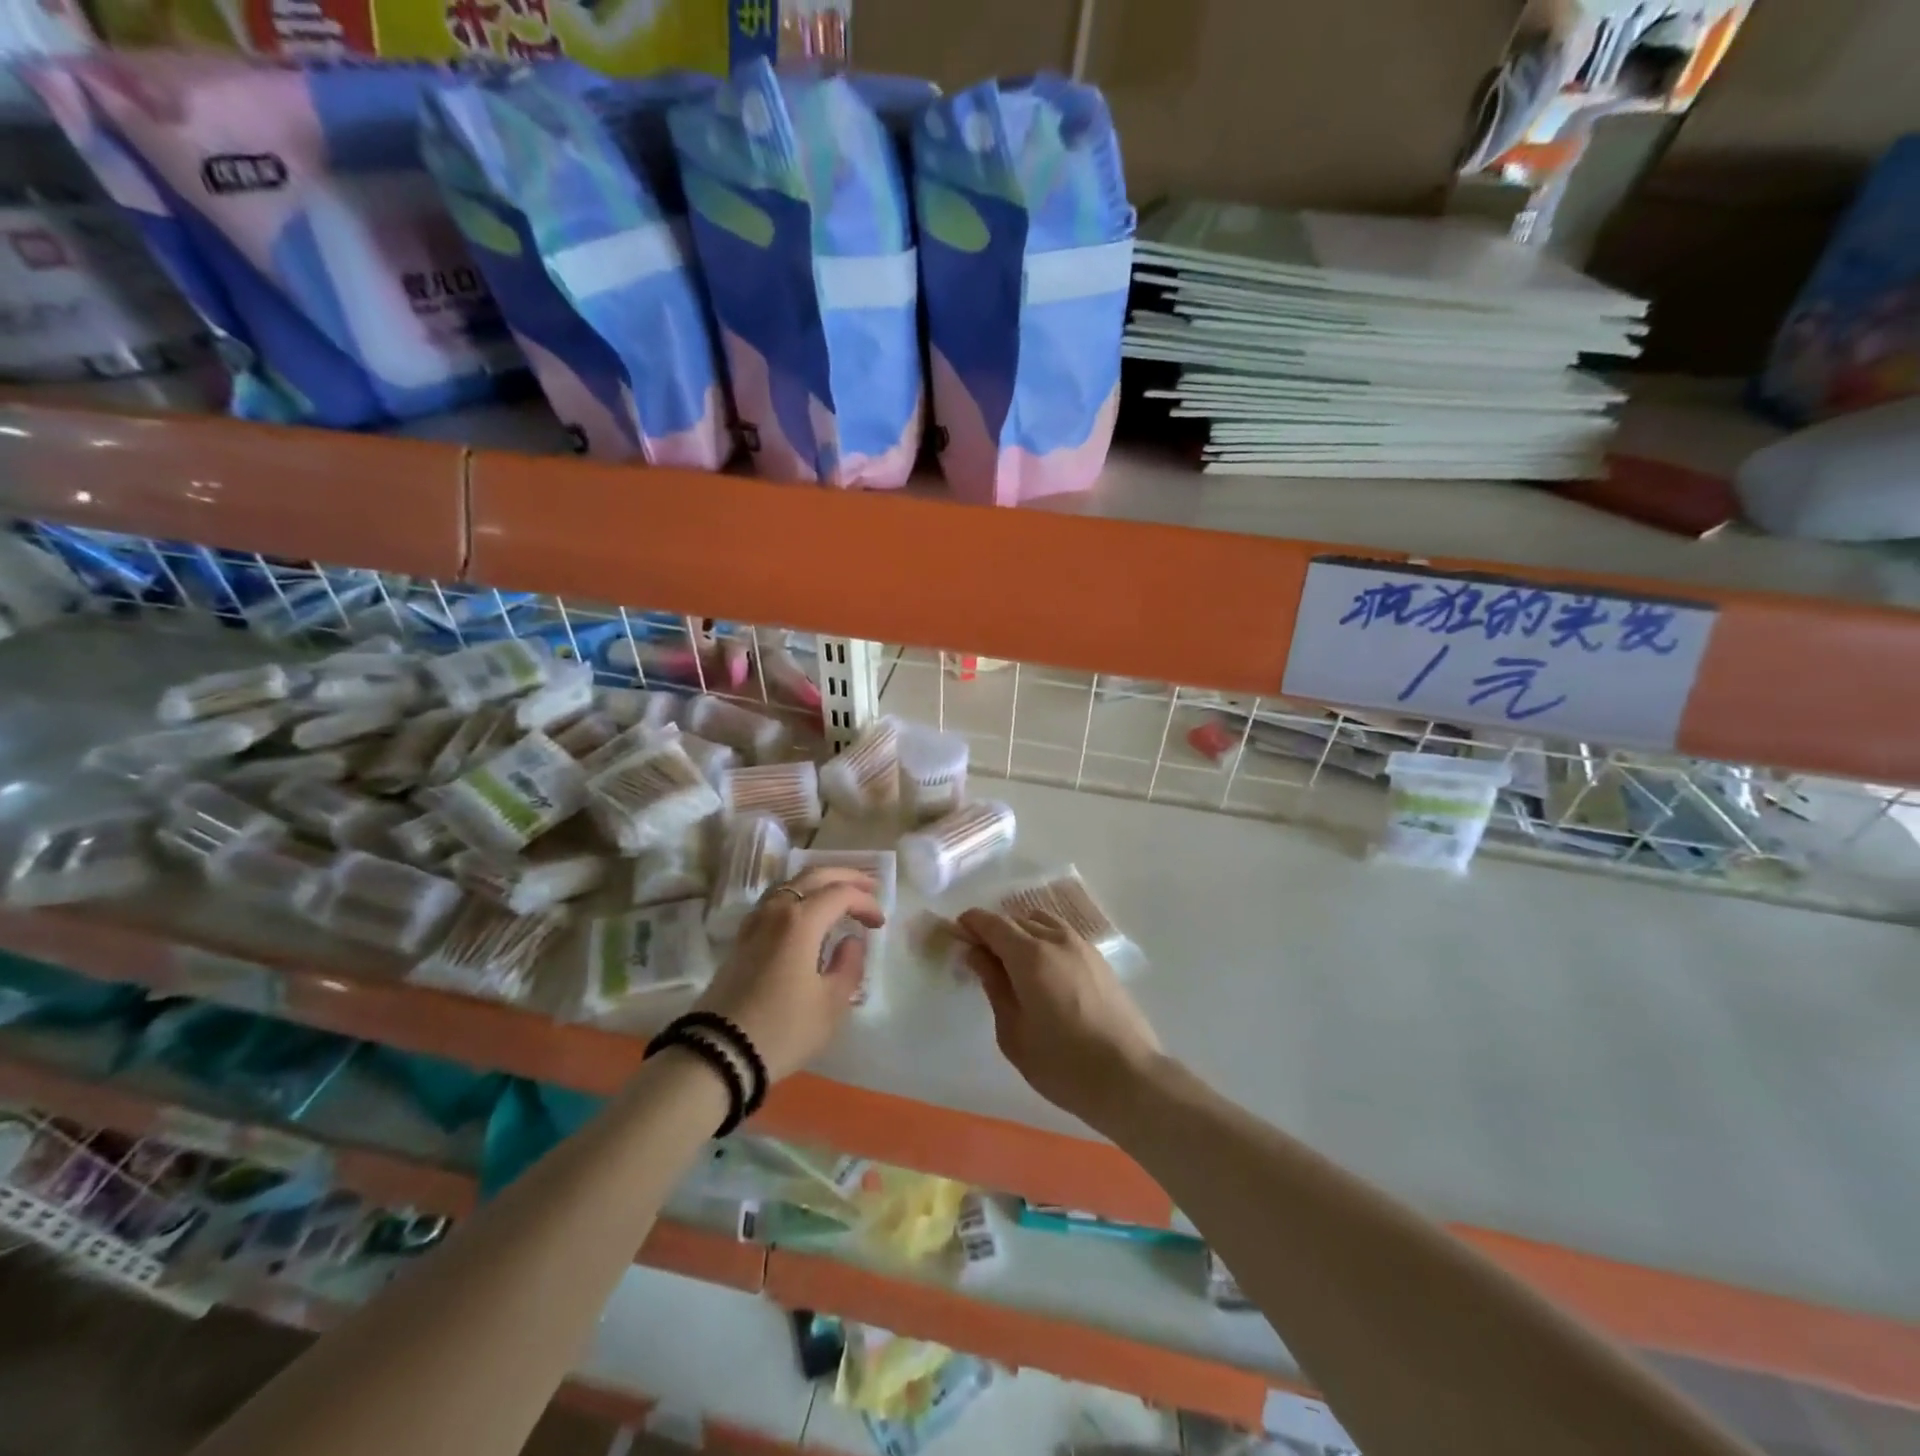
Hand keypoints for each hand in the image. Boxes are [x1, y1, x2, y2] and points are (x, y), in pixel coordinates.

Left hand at [692, 866, 884, 1080]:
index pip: (840, 894)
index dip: (865, 902)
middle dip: (845, 877)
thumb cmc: (783, 1028)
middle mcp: (776, 911)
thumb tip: (850, 941)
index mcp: (800, 921)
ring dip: (818, 883)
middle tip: (869, 886)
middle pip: (813, 876)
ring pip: (789, 884)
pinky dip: (796, 897)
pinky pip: (774, 902)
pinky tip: (804, 914)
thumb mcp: (831, 1004)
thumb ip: (848, 965)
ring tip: (838, 895)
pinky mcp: (741, 940)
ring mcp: (754, 923)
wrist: (719, 1054)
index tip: (880, 923)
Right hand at [957, 908, 1163, 1130]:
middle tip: (980, 954)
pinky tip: (1042, 968)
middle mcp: (1056, 940)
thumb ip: (994, 986)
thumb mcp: (1013, 1032)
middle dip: (995, 929)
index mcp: (1030, 955)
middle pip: (1018, 919)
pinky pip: (1063, 935)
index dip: (972, 923)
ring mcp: (1082, 947)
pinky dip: (1044, 939)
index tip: (957, 932)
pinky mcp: (1099, 960)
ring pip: (1043, 922)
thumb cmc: (1062, 1063)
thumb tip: (978, 955)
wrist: (1129, 1077)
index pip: (993, 924)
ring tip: (1011, 960)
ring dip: (1022, 931)